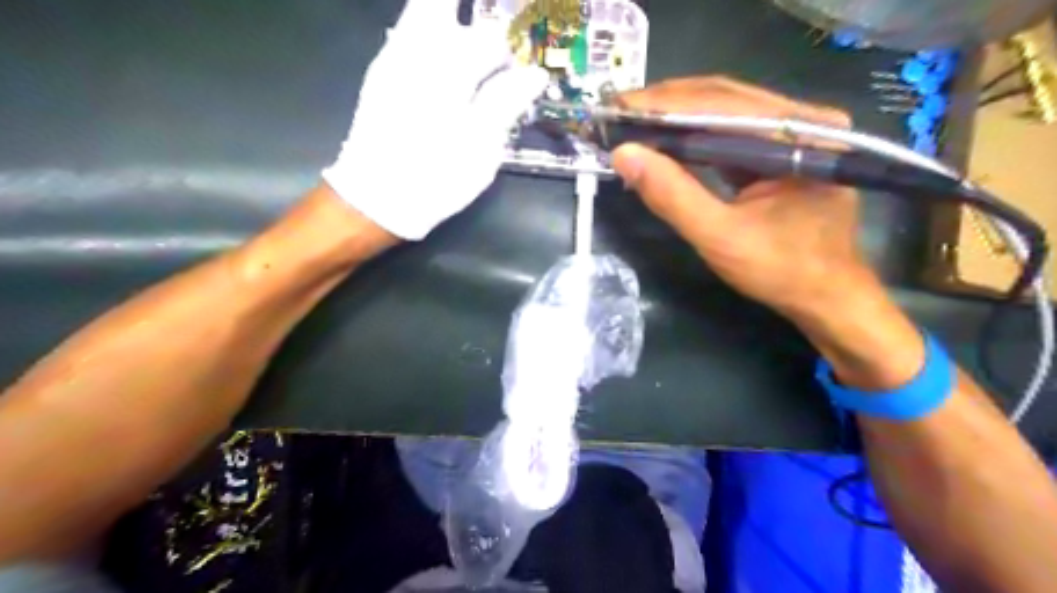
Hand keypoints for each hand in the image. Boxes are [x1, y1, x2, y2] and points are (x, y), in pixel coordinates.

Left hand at [322, 0, 544, 241]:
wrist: (377, 197)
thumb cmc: (437, 177)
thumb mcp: (481, 148)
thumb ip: (506, 104)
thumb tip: (536, 74)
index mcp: (449, 72)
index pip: (489, 41)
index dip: (509, 58)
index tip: (515, 80)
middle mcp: (418, 52)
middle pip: (444, 10)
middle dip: (475, 33)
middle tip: (489, 62)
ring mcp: (393, 58)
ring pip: (423, 15)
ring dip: (450, 30)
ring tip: (467, 67)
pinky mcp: (380, 71)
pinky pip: (407, 34)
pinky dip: (430, 41)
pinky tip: (442, 73)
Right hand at [613, 80, 875, 318]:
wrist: (824, 296)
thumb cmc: (781, 270)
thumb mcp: (719, 237)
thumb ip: (672, 196)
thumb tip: (624, 155)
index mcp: (801, 135)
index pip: (722, 104)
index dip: (664, 105)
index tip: (617, 107)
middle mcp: (802, 120)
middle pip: (723, 98)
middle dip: (665, 105)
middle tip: (617, 112)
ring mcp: (794, 133)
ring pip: (723, 111)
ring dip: (675, 117)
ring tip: (632, 123)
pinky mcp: (780, 149)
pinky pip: (729, 133)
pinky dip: (692, 136)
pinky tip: (663, 141)